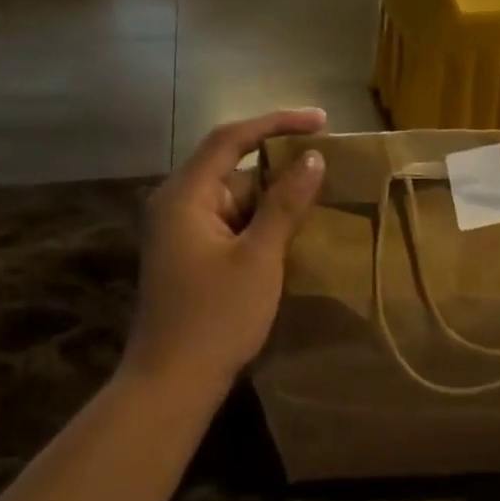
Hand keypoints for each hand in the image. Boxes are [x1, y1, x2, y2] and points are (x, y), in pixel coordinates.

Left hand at [125, 109, 325, 397]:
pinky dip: (257, 226)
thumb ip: (285, 205)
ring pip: (231, 201)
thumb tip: (313, 159)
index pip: (231, 140)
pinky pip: (227, 226)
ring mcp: (178, 233)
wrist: (173, 380)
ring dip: (270, 202)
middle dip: (277, 168)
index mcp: (184, 195)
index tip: (321, 120)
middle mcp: (175, 205)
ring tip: (315, 207)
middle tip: (325, 171)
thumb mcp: (259, 258)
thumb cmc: (216, 317)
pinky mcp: (187, 257)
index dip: (276, 123)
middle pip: (230, 169)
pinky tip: (287, 240)